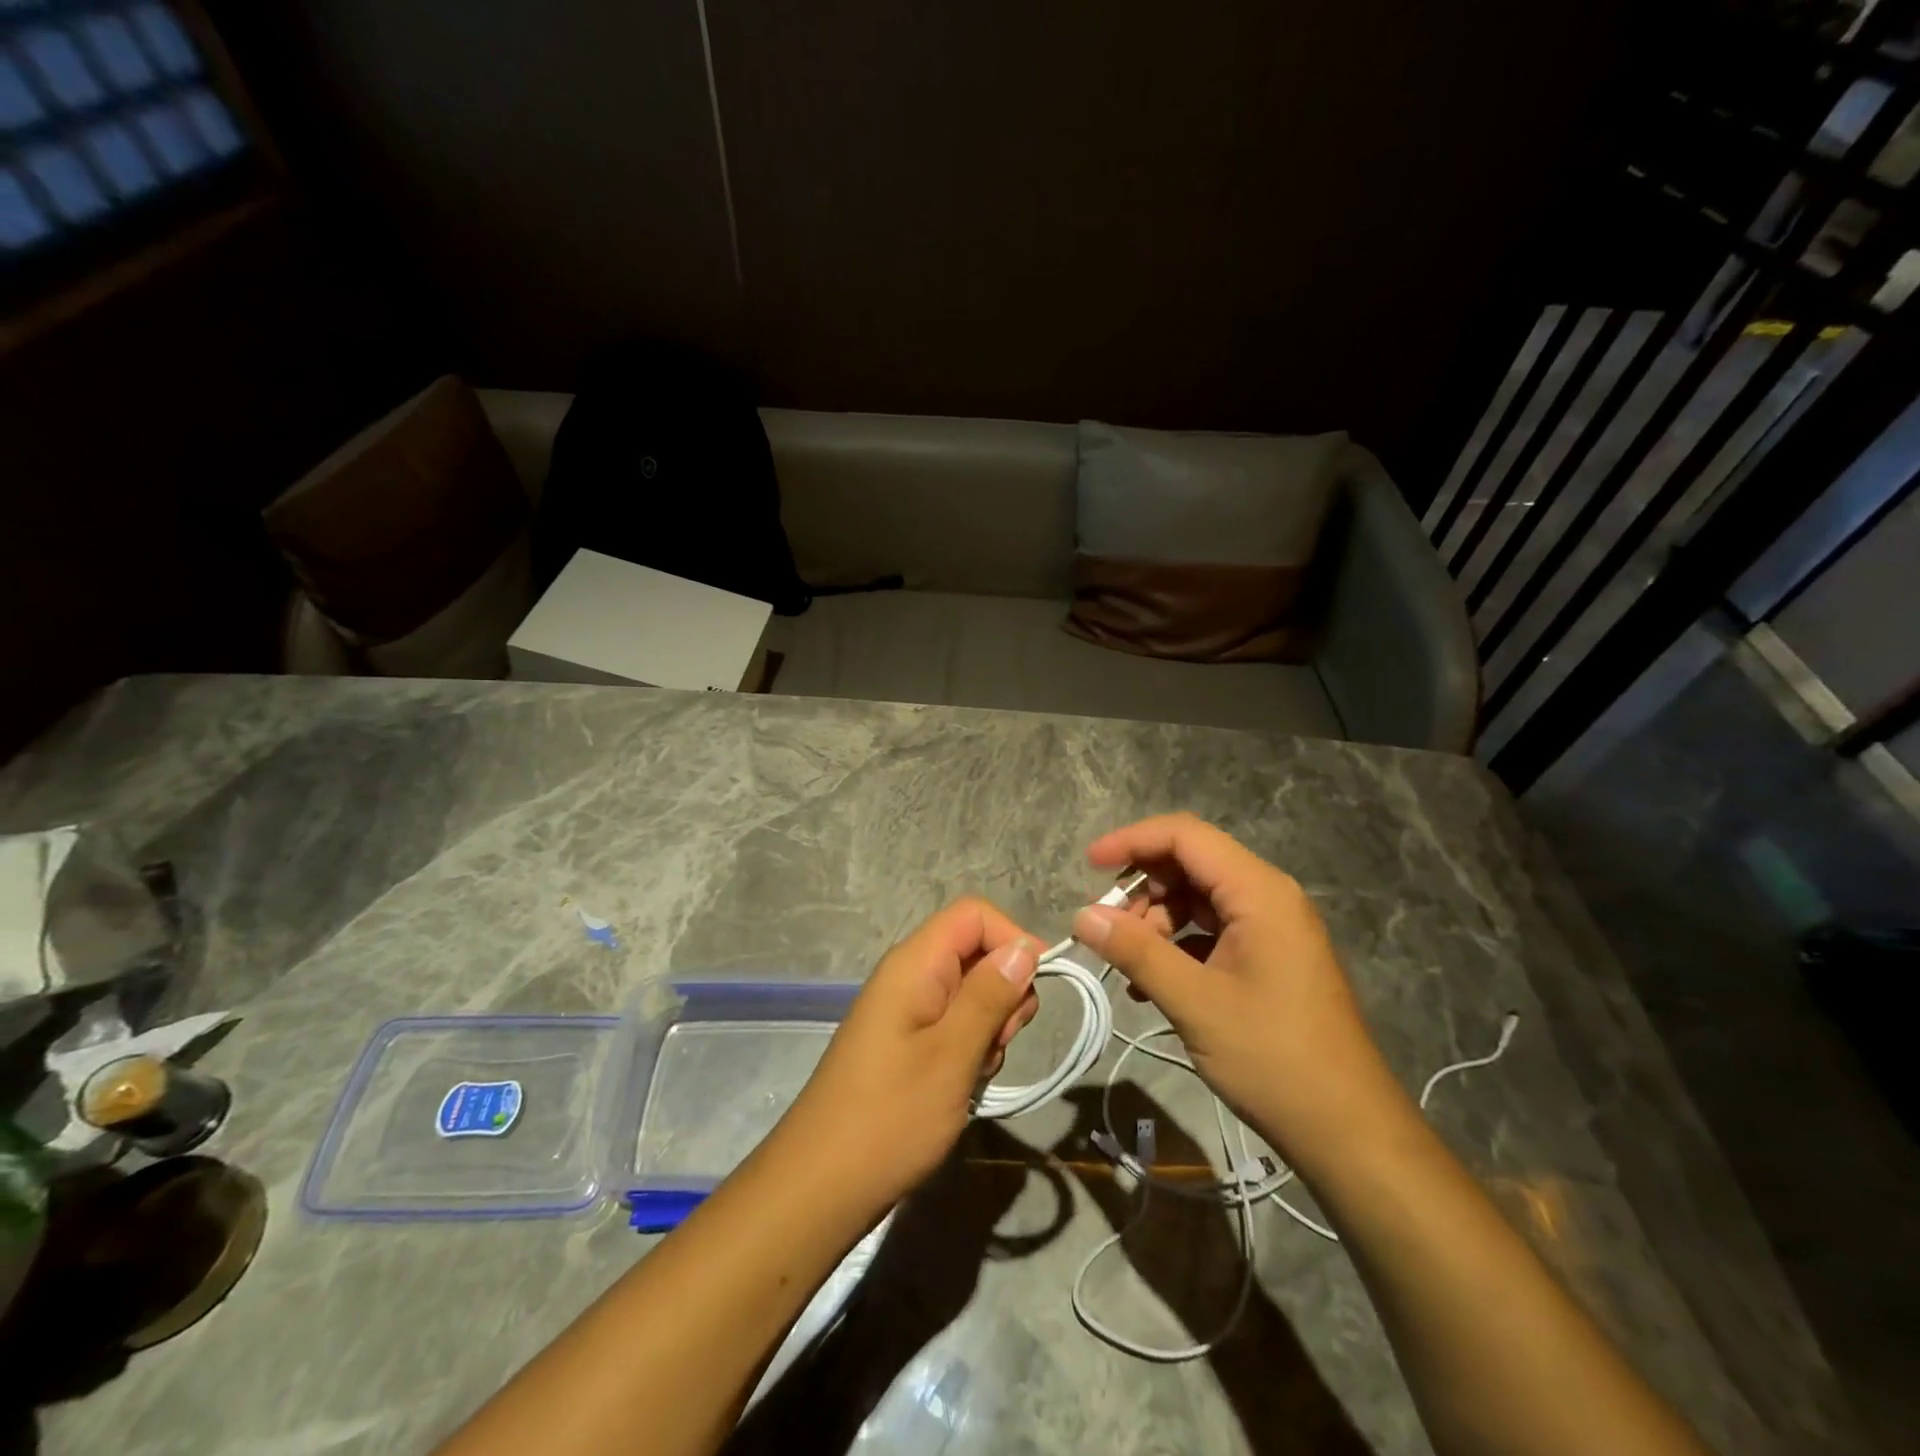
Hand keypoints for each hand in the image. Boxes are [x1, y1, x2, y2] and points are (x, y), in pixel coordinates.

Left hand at [776, 898, 1040, 1216]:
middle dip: (1003, 993)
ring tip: (973, 1073)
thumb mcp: (952, 1054)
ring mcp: (906, 1011)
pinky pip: (954, 1026)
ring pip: (971, 994)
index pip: (974, 915)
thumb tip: (1026, 947)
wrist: (820, 1187)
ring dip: (989, 1028)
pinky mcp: (907, 1043)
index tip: (1033, 990)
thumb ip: (990, 995)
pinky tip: (960, 1087)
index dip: (1011, 939)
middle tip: (997, 1042)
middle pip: (976, 953)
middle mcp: (909, 976)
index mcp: (914, 963)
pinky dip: (970, 1050)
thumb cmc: (890, 1117)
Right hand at [1072, 813, 1408, 1171]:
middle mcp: (1268, 897)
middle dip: (1142, 888)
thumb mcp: (1195, 1002)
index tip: (1089, 867)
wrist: (1349, 1131)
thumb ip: (1136, 951)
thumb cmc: (1274, 1058)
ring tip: (1131, 965)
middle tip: (1108, 929)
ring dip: (1156, 921)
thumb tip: (1081, 916)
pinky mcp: (1269, 958)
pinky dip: (1177, 946)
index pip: (1185, 836)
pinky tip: (1151, 985)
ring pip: (1198, 899)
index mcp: (1258, 892)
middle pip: (1191, 864)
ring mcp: (1271, 929)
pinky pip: (1212, 931)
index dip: (1132, 841)